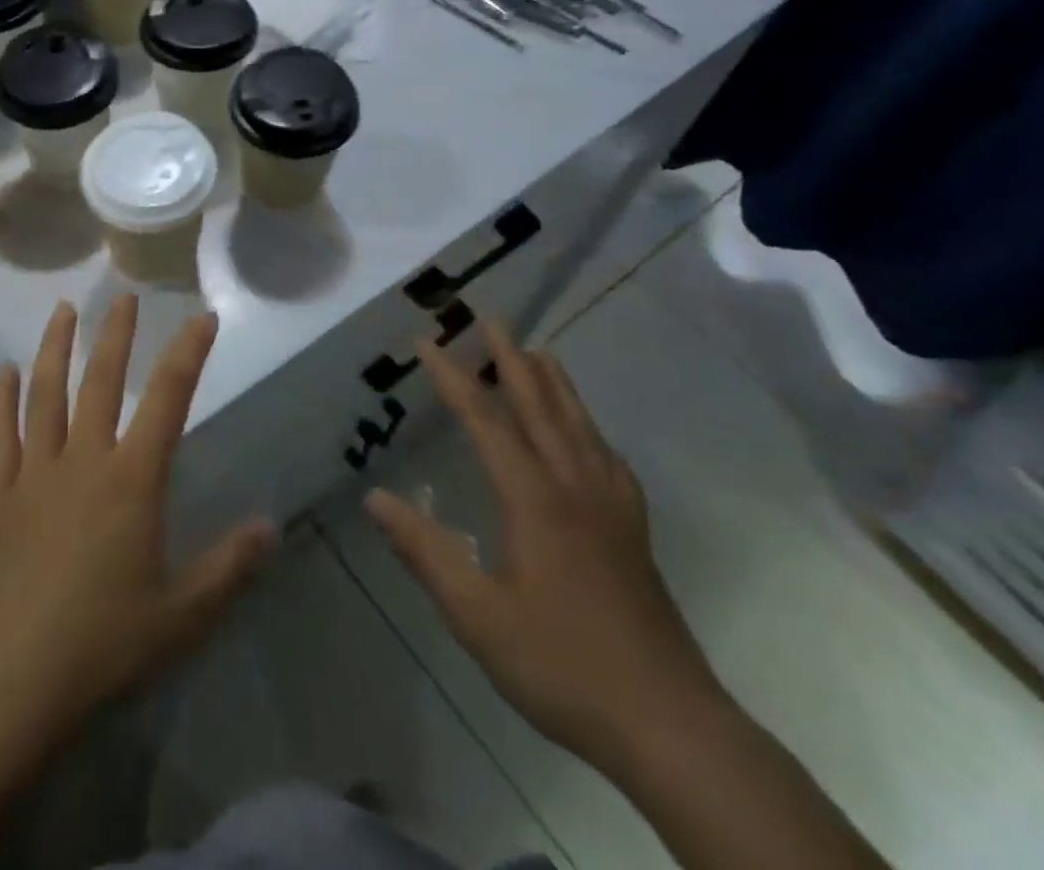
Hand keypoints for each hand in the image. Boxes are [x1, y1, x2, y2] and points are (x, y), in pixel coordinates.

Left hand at [0, 296, 277, 764]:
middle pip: (101, 381)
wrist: (4, 685)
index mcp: (131, 481)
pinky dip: (1, 400)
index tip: (202, 318)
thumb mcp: (180, 617)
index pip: (168, 399)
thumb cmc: (100, 648)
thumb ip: (228, 567)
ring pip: (45, 395)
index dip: (188, 353)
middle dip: (115, 335)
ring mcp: (33, 475)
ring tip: (62, 311)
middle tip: (122, 296)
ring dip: (55, 348)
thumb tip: (272, 526)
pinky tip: (4, 373)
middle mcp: (82, 461)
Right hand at [365, 322, 724, 777]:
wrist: (670, 726)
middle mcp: (574, 486)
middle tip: (491, 318)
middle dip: (511, 358)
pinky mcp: (633, 531)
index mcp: (533, 498)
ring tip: (537, 352)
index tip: (427, 342)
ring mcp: (612, 507)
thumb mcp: (476, 615)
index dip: (452, 378)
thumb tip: (373, 498)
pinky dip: (589, 427)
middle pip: (540, 406)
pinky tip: (588, 435)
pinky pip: (607, 457)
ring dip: (554, 382)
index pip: (485, 420)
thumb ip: (423, 551)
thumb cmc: (561, 664)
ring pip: (580, 425)